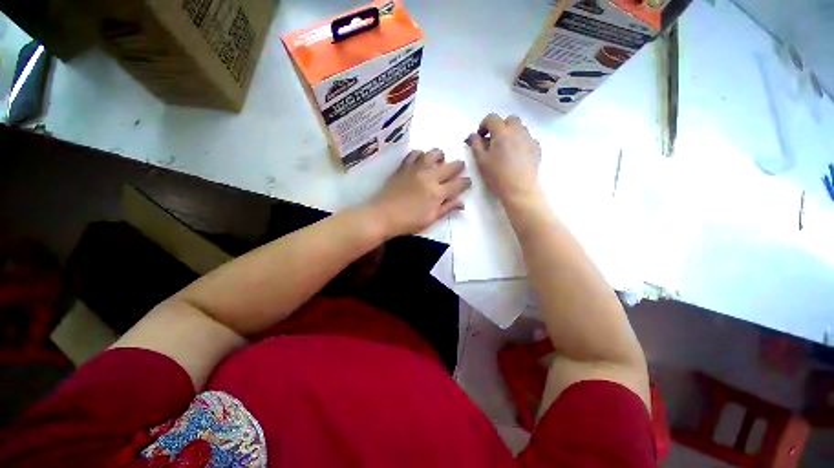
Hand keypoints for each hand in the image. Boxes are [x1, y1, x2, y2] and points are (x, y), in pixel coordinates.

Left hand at [369, 149, 471, 237]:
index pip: (458, 184)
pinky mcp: (404, 167)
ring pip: (433, 154)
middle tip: (460, 167)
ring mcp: (416, 170)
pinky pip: (414, 154)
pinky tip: (422, 159)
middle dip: (458, 165)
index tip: (468, 182)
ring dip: (440, 156)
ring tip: (441, 160)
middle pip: (449, 166)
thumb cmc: (408, 222)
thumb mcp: (431, 219)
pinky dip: (421, 154)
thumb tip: (462, 203)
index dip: (466, 182)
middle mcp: (429, 177)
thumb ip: (447, 208)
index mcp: (437, 193)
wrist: (383, 216)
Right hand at [466, 114, 541, 202]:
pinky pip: (527, 139)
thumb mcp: (481, 161)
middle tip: (493, 142)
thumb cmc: (497, 176)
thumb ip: (476, 145)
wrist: (519, 190)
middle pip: (509, 120)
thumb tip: (474, 135)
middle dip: (499, 127)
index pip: (492, 118)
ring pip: (520, 128)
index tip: (480, 137)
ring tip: (505, 150)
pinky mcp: (537, 148)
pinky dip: (520, 142)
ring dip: (510, 134)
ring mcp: (530, 139)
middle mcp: (518, 131)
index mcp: (502, 132)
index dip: (483, 125)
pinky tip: (516, 156)